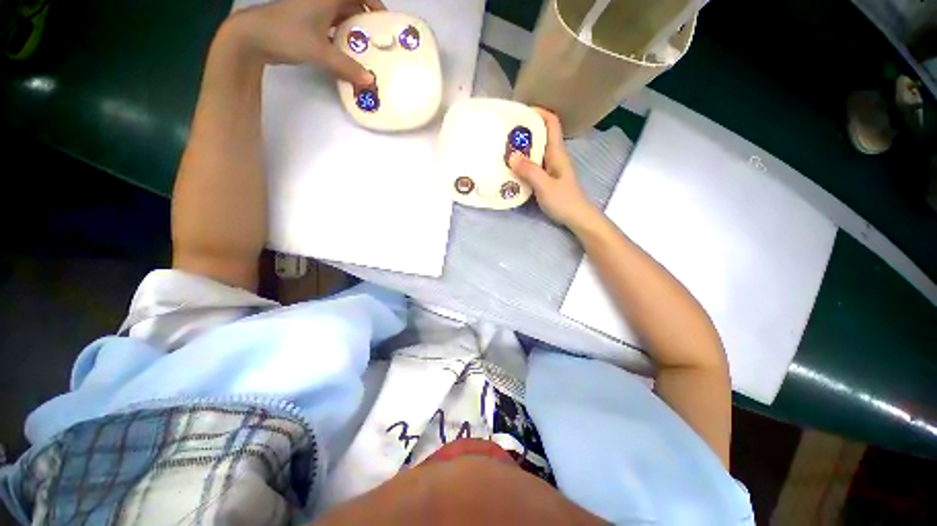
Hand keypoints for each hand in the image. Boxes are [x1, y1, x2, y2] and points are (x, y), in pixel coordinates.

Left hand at [228, 0, 383, 84]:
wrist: (252, 36)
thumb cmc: (287, 35)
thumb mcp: (321, 52)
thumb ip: (347, 67)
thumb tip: (370, 81)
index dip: (375, 3)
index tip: (386, 21)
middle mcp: (322, 0)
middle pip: (351, 4)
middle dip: (367, 19)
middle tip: (380, 40)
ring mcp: (313, 10)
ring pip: (341, 15)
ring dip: (355, 29)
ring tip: (368, 48)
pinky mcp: (306, 22)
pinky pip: (331, 25)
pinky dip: (342, 36)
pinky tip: (349, 51)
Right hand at [509, 109, 597, 227]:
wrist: (577, 218)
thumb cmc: (564, 201)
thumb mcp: (545, 186)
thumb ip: (529, 171)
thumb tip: (511, 156)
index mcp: (557, 152)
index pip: (551, 122)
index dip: (538, 112)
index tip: (519, 113)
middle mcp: (554, 156)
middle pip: (541, 135)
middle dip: (524, 130)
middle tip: (504, 133)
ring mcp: (551, 168)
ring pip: (536, 150)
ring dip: (522, 148)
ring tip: (504, 149)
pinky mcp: (547, 178)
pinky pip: (533, 164)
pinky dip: (523, 163)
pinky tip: (512, 168)